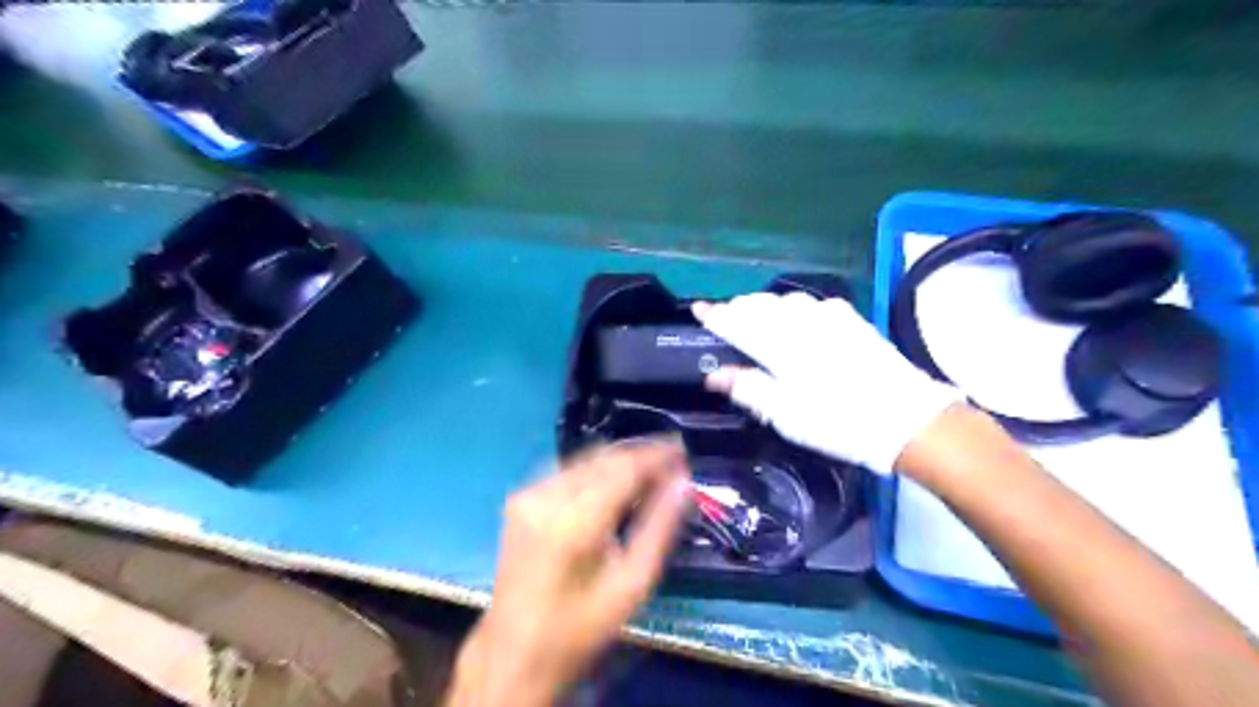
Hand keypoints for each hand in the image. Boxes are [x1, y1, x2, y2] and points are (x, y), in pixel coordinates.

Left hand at [450, 439, 693, 703]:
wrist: (514, 652)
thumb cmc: (580, 627)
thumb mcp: (632, 585)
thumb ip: (660, 528)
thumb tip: (682, 483)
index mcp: (574, 522)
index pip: (624, 468)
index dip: (655, 455)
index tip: (681, 451)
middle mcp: (546, 497)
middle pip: (603, 457)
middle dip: (639, 455)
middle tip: (671, 461)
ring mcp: (527, 495)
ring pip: (584, 459)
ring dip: (618, 461)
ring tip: (648, 470)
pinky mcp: (519, 500)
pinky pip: (566, 471)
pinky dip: (595, 471)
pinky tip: (613, 483)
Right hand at [692, 292, 960, 475]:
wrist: (906, 418)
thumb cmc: (838, 423)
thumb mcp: (786, 416)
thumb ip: (749, 389)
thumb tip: (715, 375)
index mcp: (781, 346)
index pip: (738, 322)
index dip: (715, 316)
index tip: (698, 311)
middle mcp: (801, 321)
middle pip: (759, 304)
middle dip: (737, 308)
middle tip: (723, 320)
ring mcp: (829, 316)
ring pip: (783, 299)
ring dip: (762, 305)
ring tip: (753, 318)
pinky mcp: (850, 318)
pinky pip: (809, 302)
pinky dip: (790, 307)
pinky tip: (793, 319)